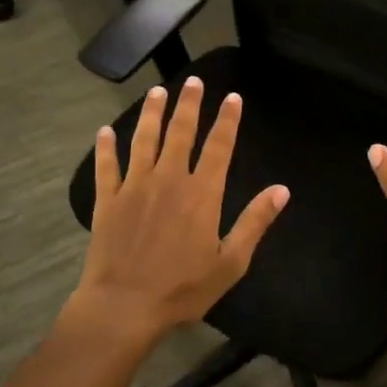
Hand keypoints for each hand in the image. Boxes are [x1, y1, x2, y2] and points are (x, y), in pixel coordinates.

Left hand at [70, 78, 289, 346]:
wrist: (124, 306)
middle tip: (193, 81)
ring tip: (157, 92)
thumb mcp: (230, 262)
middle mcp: (169, 179)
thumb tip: (282, 190)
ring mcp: (135, 186)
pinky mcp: (108, 200)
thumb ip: (255, 222)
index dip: (227, 120)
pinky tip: (104, 131)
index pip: (219, 147)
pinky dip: (105, 147)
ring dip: (151, 114)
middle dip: (189, 104)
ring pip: (144, 140)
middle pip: (181, 132)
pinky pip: (107, 166)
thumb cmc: (182, 288)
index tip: (233, 97)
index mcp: (202, 193)